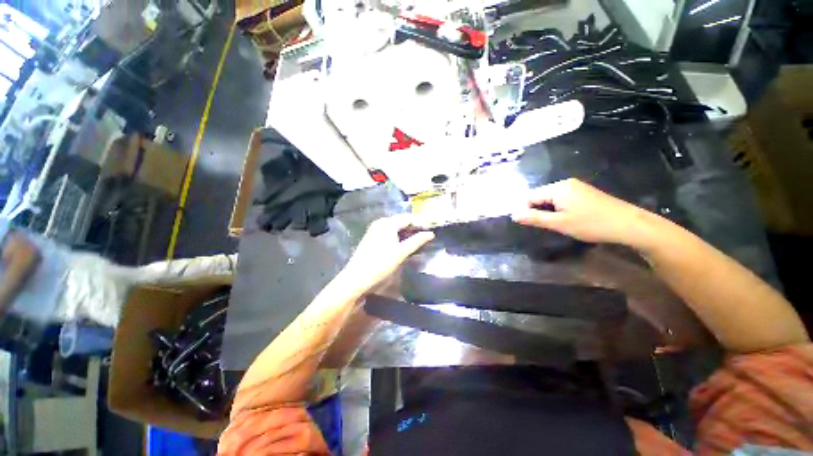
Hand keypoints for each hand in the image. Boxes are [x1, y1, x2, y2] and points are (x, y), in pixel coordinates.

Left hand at [341, 214, 434, 294]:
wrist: (357, 277)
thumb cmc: (381, 263)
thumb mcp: (401, 252)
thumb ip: (417, 241)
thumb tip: (431, 234)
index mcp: (388, 223)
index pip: (408, 218)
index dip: (421, 223)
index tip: (431, 229)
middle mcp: (380, 222)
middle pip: (401, 221)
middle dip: (414, 227)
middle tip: (426, 235)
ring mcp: (374, 229)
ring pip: (395, 227)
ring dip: (406, 232)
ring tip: (418, 239)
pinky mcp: (371, 237)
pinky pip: (388, 232)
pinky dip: (398, 235)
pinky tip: (404, 243)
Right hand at [511, 178, 648, 244]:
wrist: (630, 224)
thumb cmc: (591, 224)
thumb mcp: (559, 223)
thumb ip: (534, 218)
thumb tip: (513, 215)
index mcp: (557, 188)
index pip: (530, 196)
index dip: (523, 209)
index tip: (523, 224)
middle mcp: (564, 183)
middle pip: (539, 195)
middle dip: (534, 210)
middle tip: (538, 226)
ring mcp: (575, 187)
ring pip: (550, 198)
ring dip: (545, 210)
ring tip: (550, 224)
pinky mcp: (583, 193)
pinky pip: (561, 198)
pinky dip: (556, 208)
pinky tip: (563, 218)